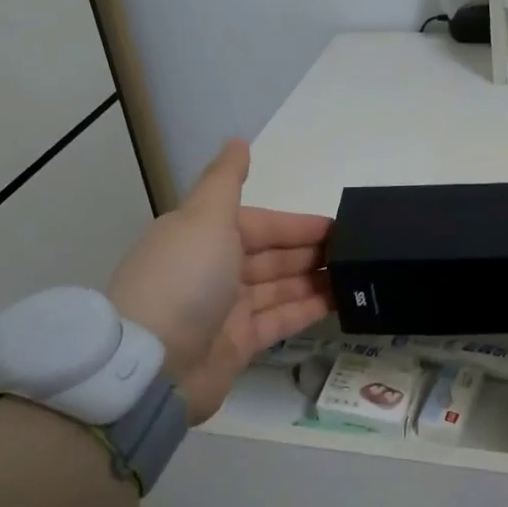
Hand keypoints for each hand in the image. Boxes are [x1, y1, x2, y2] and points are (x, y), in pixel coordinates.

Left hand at [107, 139, 333, 422]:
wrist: (152, 367)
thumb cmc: (184, 280)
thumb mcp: (204, 218)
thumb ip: (226, 180)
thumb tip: (238, 139)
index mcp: (204, 236)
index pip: (260, 224)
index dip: (297, 224)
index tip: (338, 226)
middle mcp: (214, 270)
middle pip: (271, 256)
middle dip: (309, 252)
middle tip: (355, 253)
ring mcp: (226, 311)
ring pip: (278, 288)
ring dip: (313, 280)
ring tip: (355, 277)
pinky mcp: (237, 346)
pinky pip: (279, 321)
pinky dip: (306, 310)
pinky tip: (338, 303)